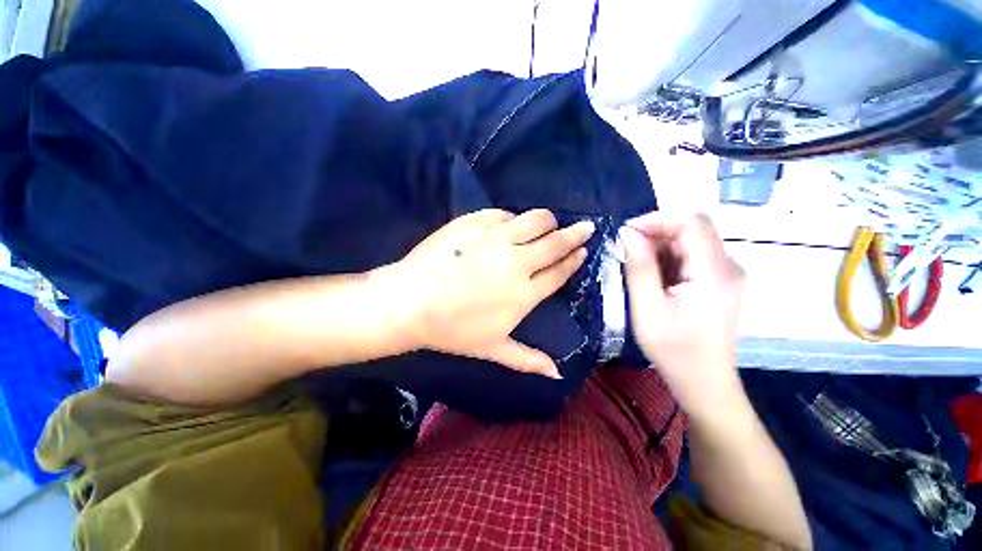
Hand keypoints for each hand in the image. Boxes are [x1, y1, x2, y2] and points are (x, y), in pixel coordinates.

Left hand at [390, 209, 594, 377]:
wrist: (410, 302)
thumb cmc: (452, 329)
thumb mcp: (492, 348)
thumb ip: (528, 360)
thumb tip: (557, 374)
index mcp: (524, 293)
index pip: (559, 271)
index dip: (574, 259)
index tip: (583, 249)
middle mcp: (517, 262)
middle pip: (555, 242)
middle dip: (576, 233)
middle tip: (586, 227)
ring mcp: (495, 239)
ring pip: (536, 220)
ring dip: (548, 220)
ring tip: (549, 223)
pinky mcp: (474, 223)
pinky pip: (503, 213)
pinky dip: (511, 218)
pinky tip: (509, 224)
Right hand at [620, 213, 744, 416]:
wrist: (703, 382)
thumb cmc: (673, 349)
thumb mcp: (647, 307)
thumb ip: (639, 267)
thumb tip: (627, 234)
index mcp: (714, 272)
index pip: (692, 222)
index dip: (657, 220)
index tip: (626, 233)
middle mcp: (727, 267)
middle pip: (692, 230)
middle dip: (655, 234)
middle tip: (625, 251)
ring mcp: (725, 275)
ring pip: (690, 243)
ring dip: (659, 248)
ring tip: (634, 267)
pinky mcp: (718, 284)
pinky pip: (691, 258)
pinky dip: (667, 260)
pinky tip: (652, 278)